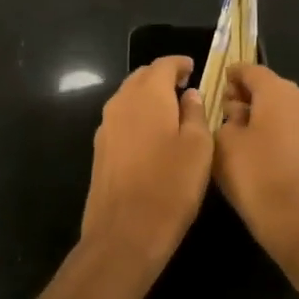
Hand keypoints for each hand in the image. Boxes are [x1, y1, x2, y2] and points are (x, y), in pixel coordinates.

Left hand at [81, 56, 211, 275]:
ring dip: (148, 98)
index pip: (163, 64)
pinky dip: (137, 118)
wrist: (124, 234)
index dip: (180, 64)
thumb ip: (195, 113)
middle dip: (162, 78)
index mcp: (147, 95)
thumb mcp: (198, 147)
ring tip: (172, 112)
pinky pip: (121, 120)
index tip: (194, 69)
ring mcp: (106, 127)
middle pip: (142, 77)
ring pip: (129, 98)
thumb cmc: (170, 186)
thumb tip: (190, 95)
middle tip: (185, 89)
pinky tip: (152, 138)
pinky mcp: (100, 150)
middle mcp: (121, 102)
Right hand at [214, 65, 298, 272]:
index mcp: (278, 91)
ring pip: (281, 106)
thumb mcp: (225, 143)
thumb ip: (226, 117)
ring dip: (260, 112)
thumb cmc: (256, 175)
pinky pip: (291, 125)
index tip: (217, 83)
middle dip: (245, 94)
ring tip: (236, 130)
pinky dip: (274, 128)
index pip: (251, 70)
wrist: (298, 222)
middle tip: (222, 109)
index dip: (232, 74)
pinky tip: (256, 147)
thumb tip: (235, 111)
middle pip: (268, 86)